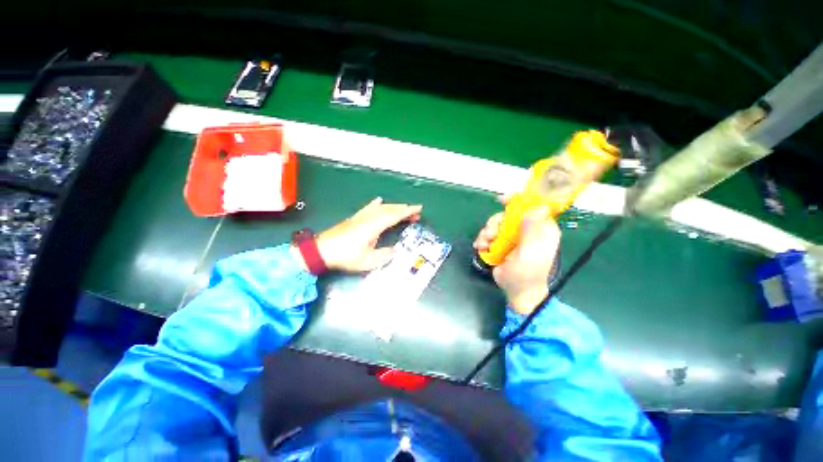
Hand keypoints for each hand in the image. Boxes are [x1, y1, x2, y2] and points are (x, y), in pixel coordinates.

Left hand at [296, 197, 421, 272]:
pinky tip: (379, 201)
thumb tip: (396, 250)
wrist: (321, 251)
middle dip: (403, 209)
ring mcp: (361, 217)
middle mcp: (368, 218)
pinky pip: (368, 208)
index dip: (407, 212)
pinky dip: (376, 204)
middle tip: (415, 212)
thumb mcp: (367, 261)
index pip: (394, 216)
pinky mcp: (355, 218)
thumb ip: (384, 255)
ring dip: (393, 207)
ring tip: (403, 209)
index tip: (418, 208)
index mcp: (374, 226)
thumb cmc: (345, 256)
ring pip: (381, 208)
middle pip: (389, 210)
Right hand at [473, 202, 560, 314]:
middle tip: (490, 235)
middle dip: (495, 223)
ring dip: (486, 232)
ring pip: (496, 223)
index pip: (532, 205)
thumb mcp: (530, 253)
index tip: (502, 200)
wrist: (517, 291)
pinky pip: (490, 233)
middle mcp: (528, 229)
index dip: (518, 200)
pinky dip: (483, 239)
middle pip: (508, 214)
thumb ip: (532, 231)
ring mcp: (514, 236)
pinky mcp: (502, 243)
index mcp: (541, 229)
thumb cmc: (527, 274)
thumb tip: (537, 206)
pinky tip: (481, 247)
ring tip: (483, 244)